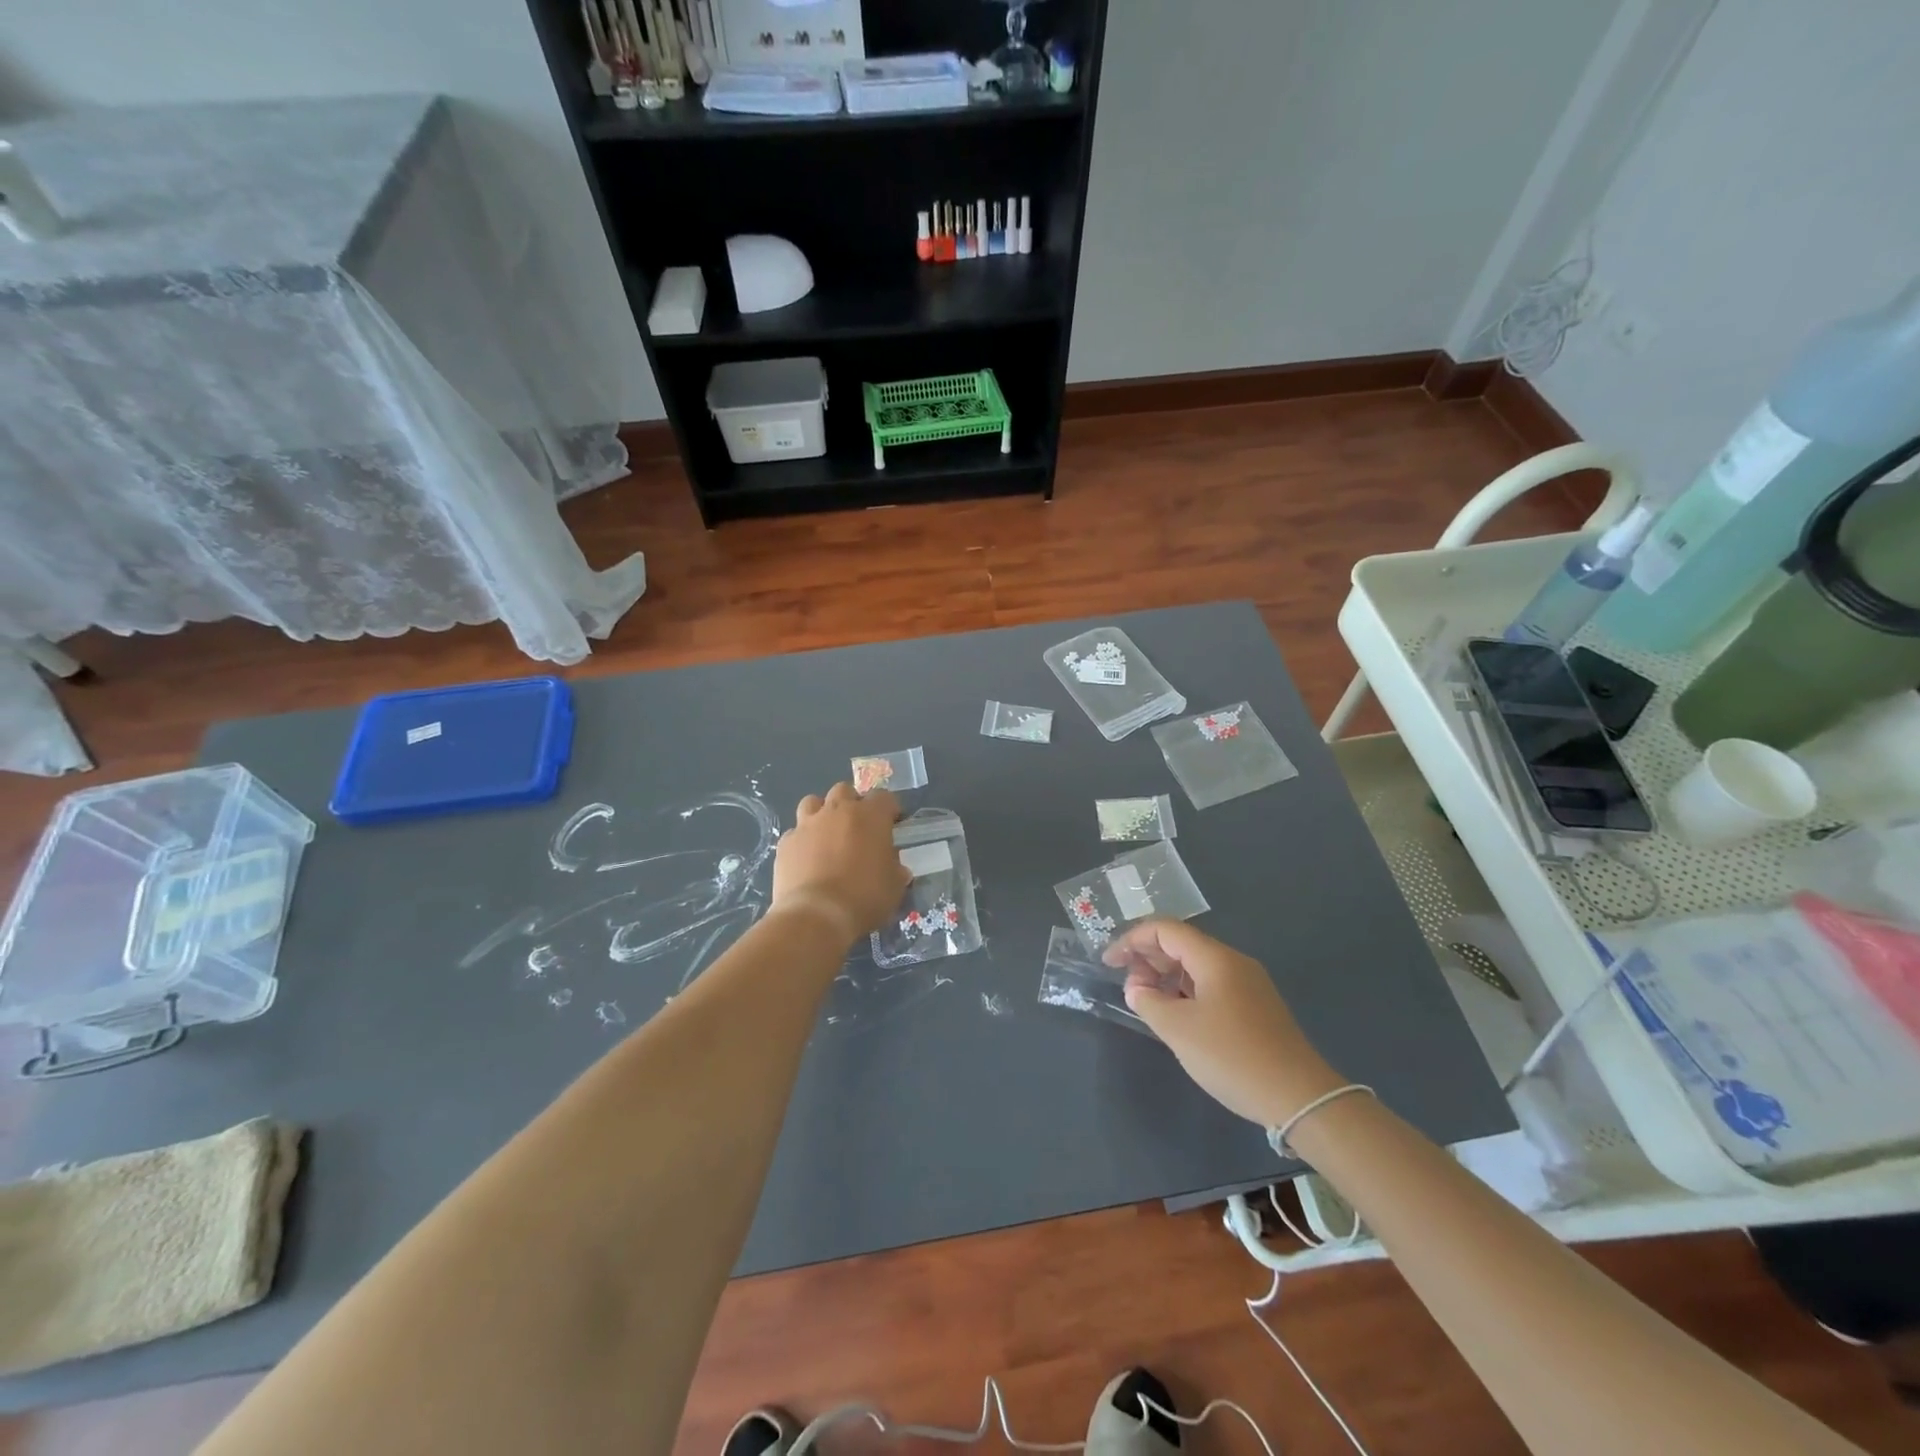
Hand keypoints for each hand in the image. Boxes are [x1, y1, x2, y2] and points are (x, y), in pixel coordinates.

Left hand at [770, 784, 909, 944]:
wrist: (817, 915)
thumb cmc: (864, 898)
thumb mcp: (894, 887)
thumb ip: (895, 870)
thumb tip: (896, 869)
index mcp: (870, 816)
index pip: (884, 797)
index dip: (889, 809)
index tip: (892, 824)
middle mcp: (837, 811)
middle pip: (845, 791)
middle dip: (852, 804)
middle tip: (857, 828)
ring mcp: (807, 824)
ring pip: (813, 802)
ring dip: (822, 813)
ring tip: (827, 835)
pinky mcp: (786, 843)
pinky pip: (795, 833)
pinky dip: (802, 841)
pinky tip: (805, 859)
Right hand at [1104, 919, 1345, 1126]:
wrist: (1300, 1097)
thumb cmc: (1233, 1057)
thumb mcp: (1179, 1030)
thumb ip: (1149, 1002)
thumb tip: (1136, 989)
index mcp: (1215, 958)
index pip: (1165, 930)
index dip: (1132, 940)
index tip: (1109, 962)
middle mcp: (1233, 962)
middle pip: (1182, 944)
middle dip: (1148, 958)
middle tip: (1128, 987)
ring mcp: (1248, 985)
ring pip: (1197, 966)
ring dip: (1167, 977)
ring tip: (1148, 1003)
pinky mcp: (1256, 1007)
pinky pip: (1212, 985)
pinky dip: (1186, 992)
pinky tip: (1177, 1017)